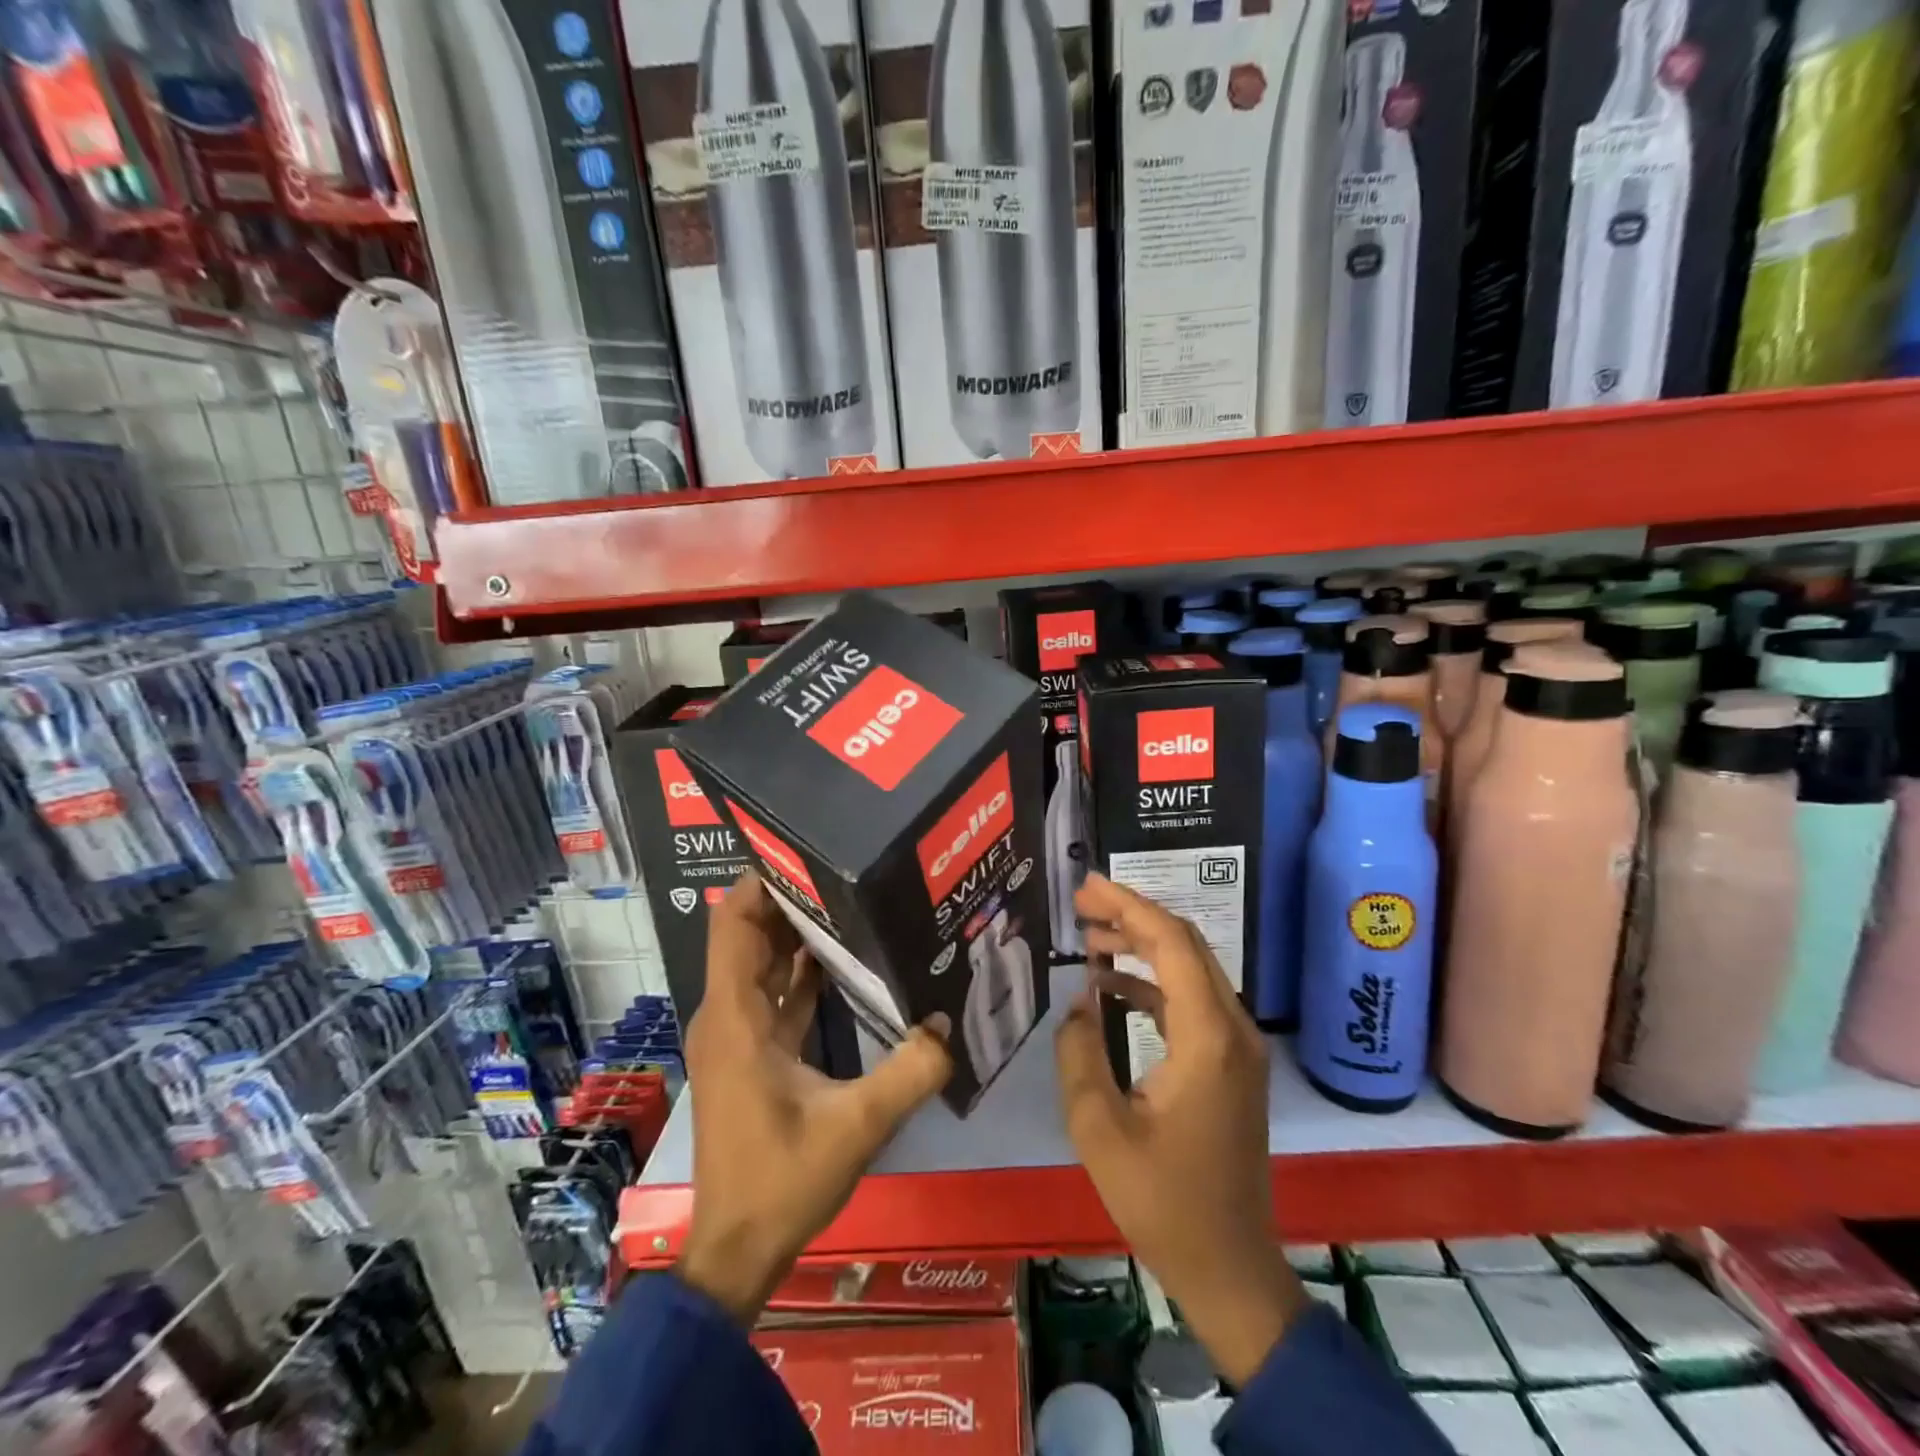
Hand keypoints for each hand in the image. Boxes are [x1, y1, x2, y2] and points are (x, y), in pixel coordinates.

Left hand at [676, 871, 953, 1323]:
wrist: (736, 1250)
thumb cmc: (781, 1180)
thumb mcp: (856, 1126)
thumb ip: (909, 1072)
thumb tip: (950, 1023)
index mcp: (737, 1016)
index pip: (735, 923)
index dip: (763, 882)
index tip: (809, 852)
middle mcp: (729, 1014)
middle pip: (752, 935)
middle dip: (794, 899)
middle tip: (848, 869)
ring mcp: (738, 1035)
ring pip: (763, 965)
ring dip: (800, 934)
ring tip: (854, 900)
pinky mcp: (752, 1055)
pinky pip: (775, 995)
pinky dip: (802, 973)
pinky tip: (846, 961)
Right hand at [1056, 873, 1305, 1385]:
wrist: (1231, 1268)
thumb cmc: (1163, 1202)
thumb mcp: (1099, 1129)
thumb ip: (1080, 1053)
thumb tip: (1081, 1002)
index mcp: (1207, 1037)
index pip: (1171, 943)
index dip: (1128, 905)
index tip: (1086, 886)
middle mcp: (1233, 1029)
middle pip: (1186, 945)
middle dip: (1133, 915)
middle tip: (1082, 903)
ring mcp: (1238, 1047)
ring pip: (1191, 970)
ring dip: (1142, 947)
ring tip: (1090, 937)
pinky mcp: (1231, 1064)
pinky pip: (1192, 1002)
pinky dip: (1153, 983)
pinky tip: (1112, 987)